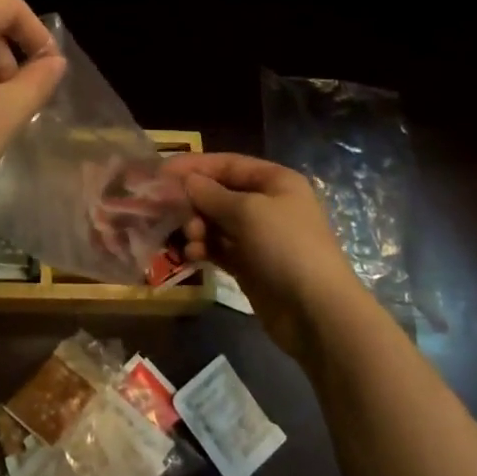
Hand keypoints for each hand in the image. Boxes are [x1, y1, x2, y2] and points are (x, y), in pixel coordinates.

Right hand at [164, 153, 364, 361]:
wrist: (317, 312)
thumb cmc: (285, 247)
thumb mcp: (248, 211)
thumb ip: (211, 194)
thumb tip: (185, 181)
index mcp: (275, 181)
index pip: (227, 164)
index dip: (194, 166)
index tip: (160, 173)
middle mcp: (267, 204)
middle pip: (219, 193)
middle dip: (193, 201)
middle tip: (169, 213)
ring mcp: (259, 237)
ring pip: (216, 222)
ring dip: (196, 227)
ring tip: (189, 240)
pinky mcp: (250, 265)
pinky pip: (219, 248)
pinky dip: (203, 248)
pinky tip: (191, 255)